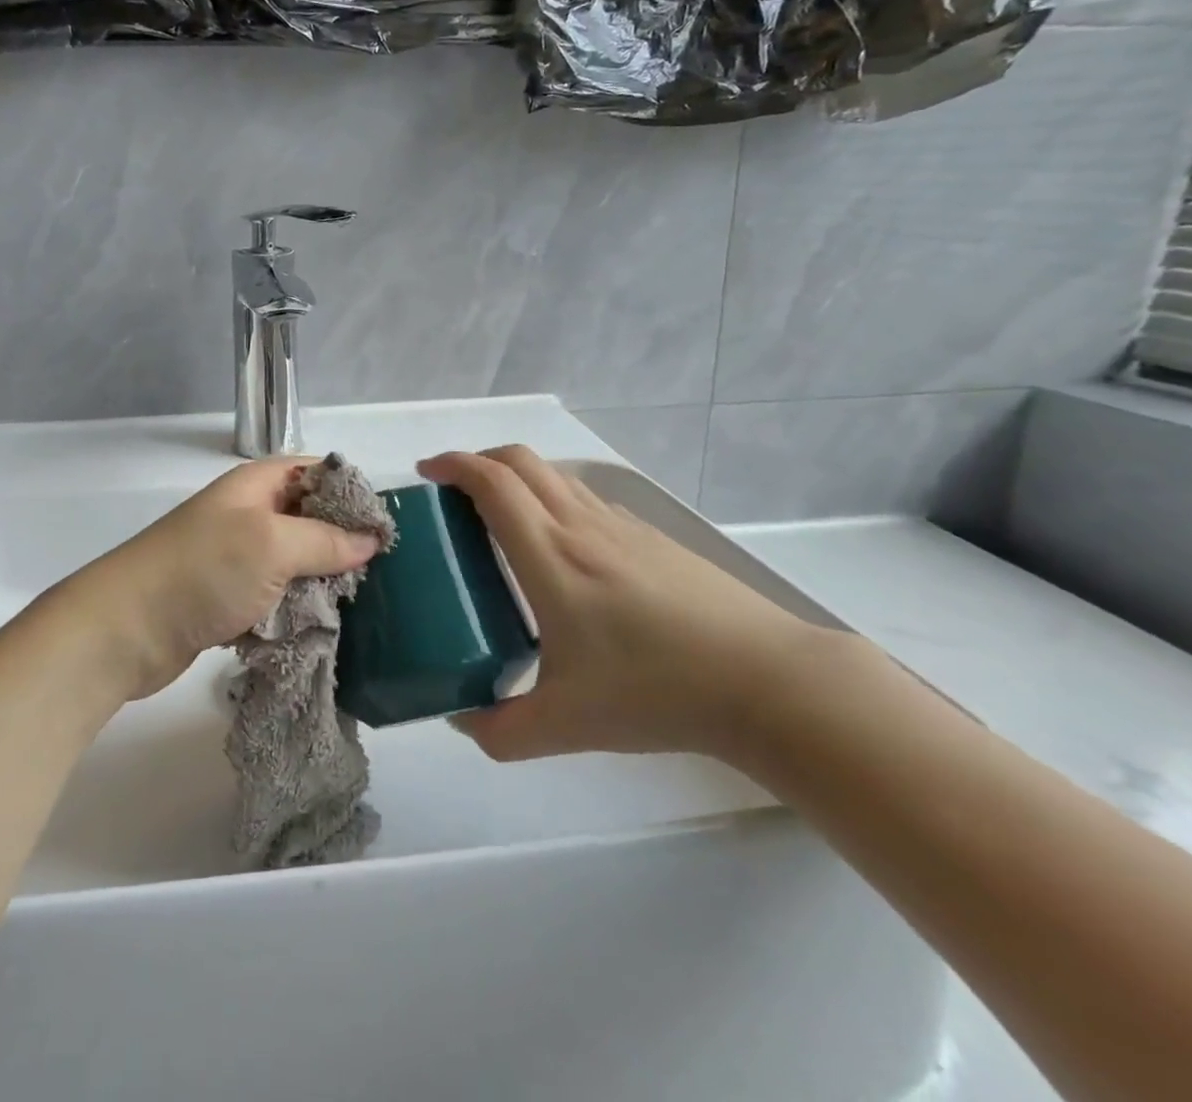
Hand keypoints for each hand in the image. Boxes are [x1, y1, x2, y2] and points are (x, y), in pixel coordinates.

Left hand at [37, 459, 381, 702]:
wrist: (125, 630)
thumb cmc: (202, 570)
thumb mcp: (271, 544)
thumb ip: (325, 539)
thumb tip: (371, 537)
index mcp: (255, 485)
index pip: (315, 472)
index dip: (350, 492)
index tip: (386, 524)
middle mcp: (247, 514)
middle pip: (308, 517)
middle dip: (343, 540)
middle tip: (384, 570)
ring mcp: (235, 558)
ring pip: (294, 560)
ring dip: (322, 579)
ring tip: (364, 602)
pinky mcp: (227, 597)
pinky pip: (275, 594)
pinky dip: (296, 606)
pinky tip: (324, 624)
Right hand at [418, 447, 825, 761]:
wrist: (765, 680)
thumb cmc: (656, 691)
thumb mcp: (565, 725)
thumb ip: (501, 731)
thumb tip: (461, 719)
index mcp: (550, 555)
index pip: (491, 482)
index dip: (453, 465)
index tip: (426, 473)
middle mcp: (580, 525)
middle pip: (520, 460)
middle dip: (478, 460)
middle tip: (454, 492)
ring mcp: (620, 525)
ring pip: (555, 475)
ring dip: (516, 477)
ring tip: (498, 517)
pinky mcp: (651, 538)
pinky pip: (586, 498)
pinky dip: (553, 498)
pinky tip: (561, 548)